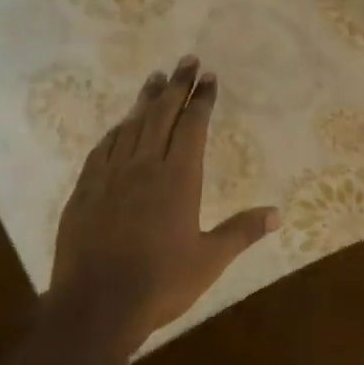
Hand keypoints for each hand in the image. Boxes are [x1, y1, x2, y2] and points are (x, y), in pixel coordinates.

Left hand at [49, 56, 279, 351]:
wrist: (96, 303)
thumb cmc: (159, 283)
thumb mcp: (208, 260)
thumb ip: (241, 232)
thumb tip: (277, 213)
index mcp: (178, 178)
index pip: (192, 126)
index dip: (201, 100)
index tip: (209, 78)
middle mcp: (144, 166)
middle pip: (161, 115)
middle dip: (176, 86)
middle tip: (186, 61)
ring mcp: (111, 174)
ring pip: (131, 125)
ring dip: (146, 100)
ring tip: (156, 78)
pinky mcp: (86, 187)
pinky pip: (104, 147)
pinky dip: (116, 130)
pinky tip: (120, 124)